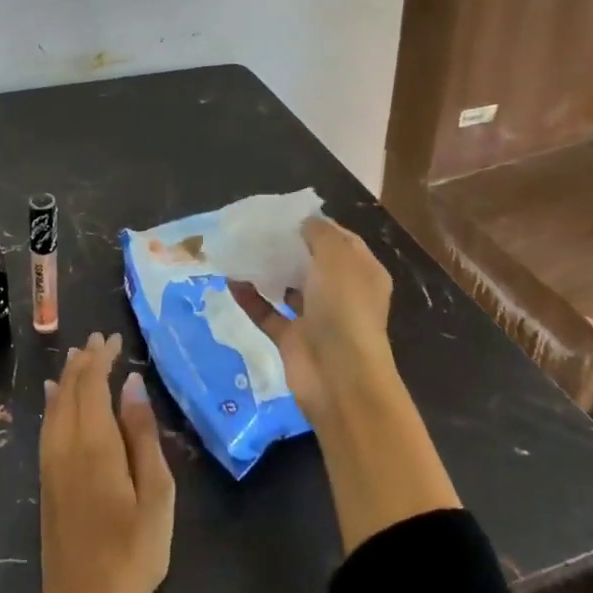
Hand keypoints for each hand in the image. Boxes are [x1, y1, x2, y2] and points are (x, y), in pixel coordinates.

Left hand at [15, 331, 174, 592]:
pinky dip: (53, 401)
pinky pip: (47, 423)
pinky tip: (54, 396)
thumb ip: (142, 434)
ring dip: (67, 377)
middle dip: (85, 360)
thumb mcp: (155, 494)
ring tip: (79, 356)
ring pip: (55, 404)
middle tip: (101, 339)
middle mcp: (66, 443)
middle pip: (70, 388)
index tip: (115, 338)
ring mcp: (51, 462)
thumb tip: (132, 384)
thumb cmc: (131, 552)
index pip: (92, 383)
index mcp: (95, 442)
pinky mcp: (46, 480)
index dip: (102, 357)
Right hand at [232, 216, 396, 423]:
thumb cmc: (344, 309)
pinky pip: (267, 313)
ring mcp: (316, 319)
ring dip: (267, 271)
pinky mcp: (292, 340)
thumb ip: (320, 233)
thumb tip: (305, 223)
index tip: (284, 212)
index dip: (315, 225)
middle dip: (287, 246)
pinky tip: (230, 280)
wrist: (339, 379)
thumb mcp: (337, 257)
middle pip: (312, 263)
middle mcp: (341, 294)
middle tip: (256, 228)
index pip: (340, 241)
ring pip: (288, 288)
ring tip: (239, 249)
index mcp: (362, 273)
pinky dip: (250, 298)